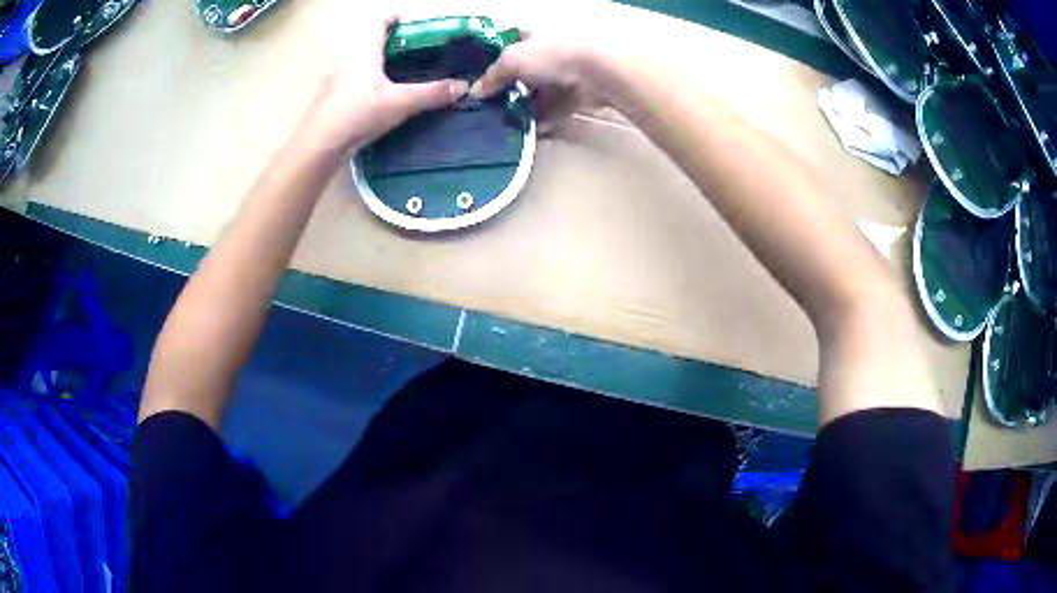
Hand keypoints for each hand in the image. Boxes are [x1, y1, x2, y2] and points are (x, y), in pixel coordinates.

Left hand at [300, 14, 468, 155]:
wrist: (318, 146)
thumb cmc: (358, 114)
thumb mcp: (400, 103)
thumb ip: (431, 94)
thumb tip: (463, 87)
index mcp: (364, 53)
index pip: (379, 22)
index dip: (394, 17)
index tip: (411, 21)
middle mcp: (347, 62)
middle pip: (370, 44)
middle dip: (392, 45)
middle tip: (415, 53)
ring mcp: (335, 83)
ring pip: (360, 66)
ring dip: (377, 66)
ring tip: (400, 77)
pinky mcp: (330, 103)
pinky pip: (352, 85)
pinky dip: (367, 85)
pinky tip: (378, 102)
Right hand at [470, 21, 616, 132]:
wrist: (598, 73)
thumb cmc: (553, 55)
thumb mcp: (512, 60)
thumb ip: (492, 76)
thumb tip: (476, 92)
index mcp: (533, 34)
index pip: (508, 45)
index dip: (494, 60)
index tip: (480, 81)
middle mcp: (550, 51)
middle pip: (523, 72)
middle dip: (508, 89)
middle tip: (491, 107)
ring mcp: (566, 73)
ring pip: (539, 92)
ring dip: (526, 107)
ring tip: (507, 124)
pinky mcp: (578, 94)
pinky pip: (556, 108)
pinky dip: (545, 119)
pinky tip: (531, 131)